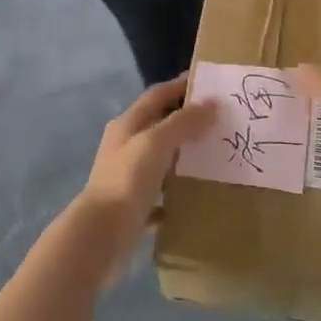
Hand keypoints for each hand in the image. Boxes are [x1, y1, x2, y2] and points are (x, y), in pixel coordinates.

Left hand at [70, 76, 216, 264]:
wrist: (100, 236)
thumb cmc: (127, 180)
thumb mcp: (156, 143)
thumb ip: (183, 122)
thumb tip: (211, 104)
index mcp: (128, 125)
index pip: (157, 95)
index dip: (180, 86)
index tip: (209, 84)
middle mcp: (125, 146)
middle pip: (159, 125)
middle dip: (187, 121)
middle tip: (220, 121)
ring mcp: (128, 177)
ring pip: (161, 159)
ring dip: (184, 155)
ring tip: (215, 155)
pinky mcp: (134, 206)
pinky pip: (161, 194)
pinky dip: (177, 191)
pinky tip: (198, 195)